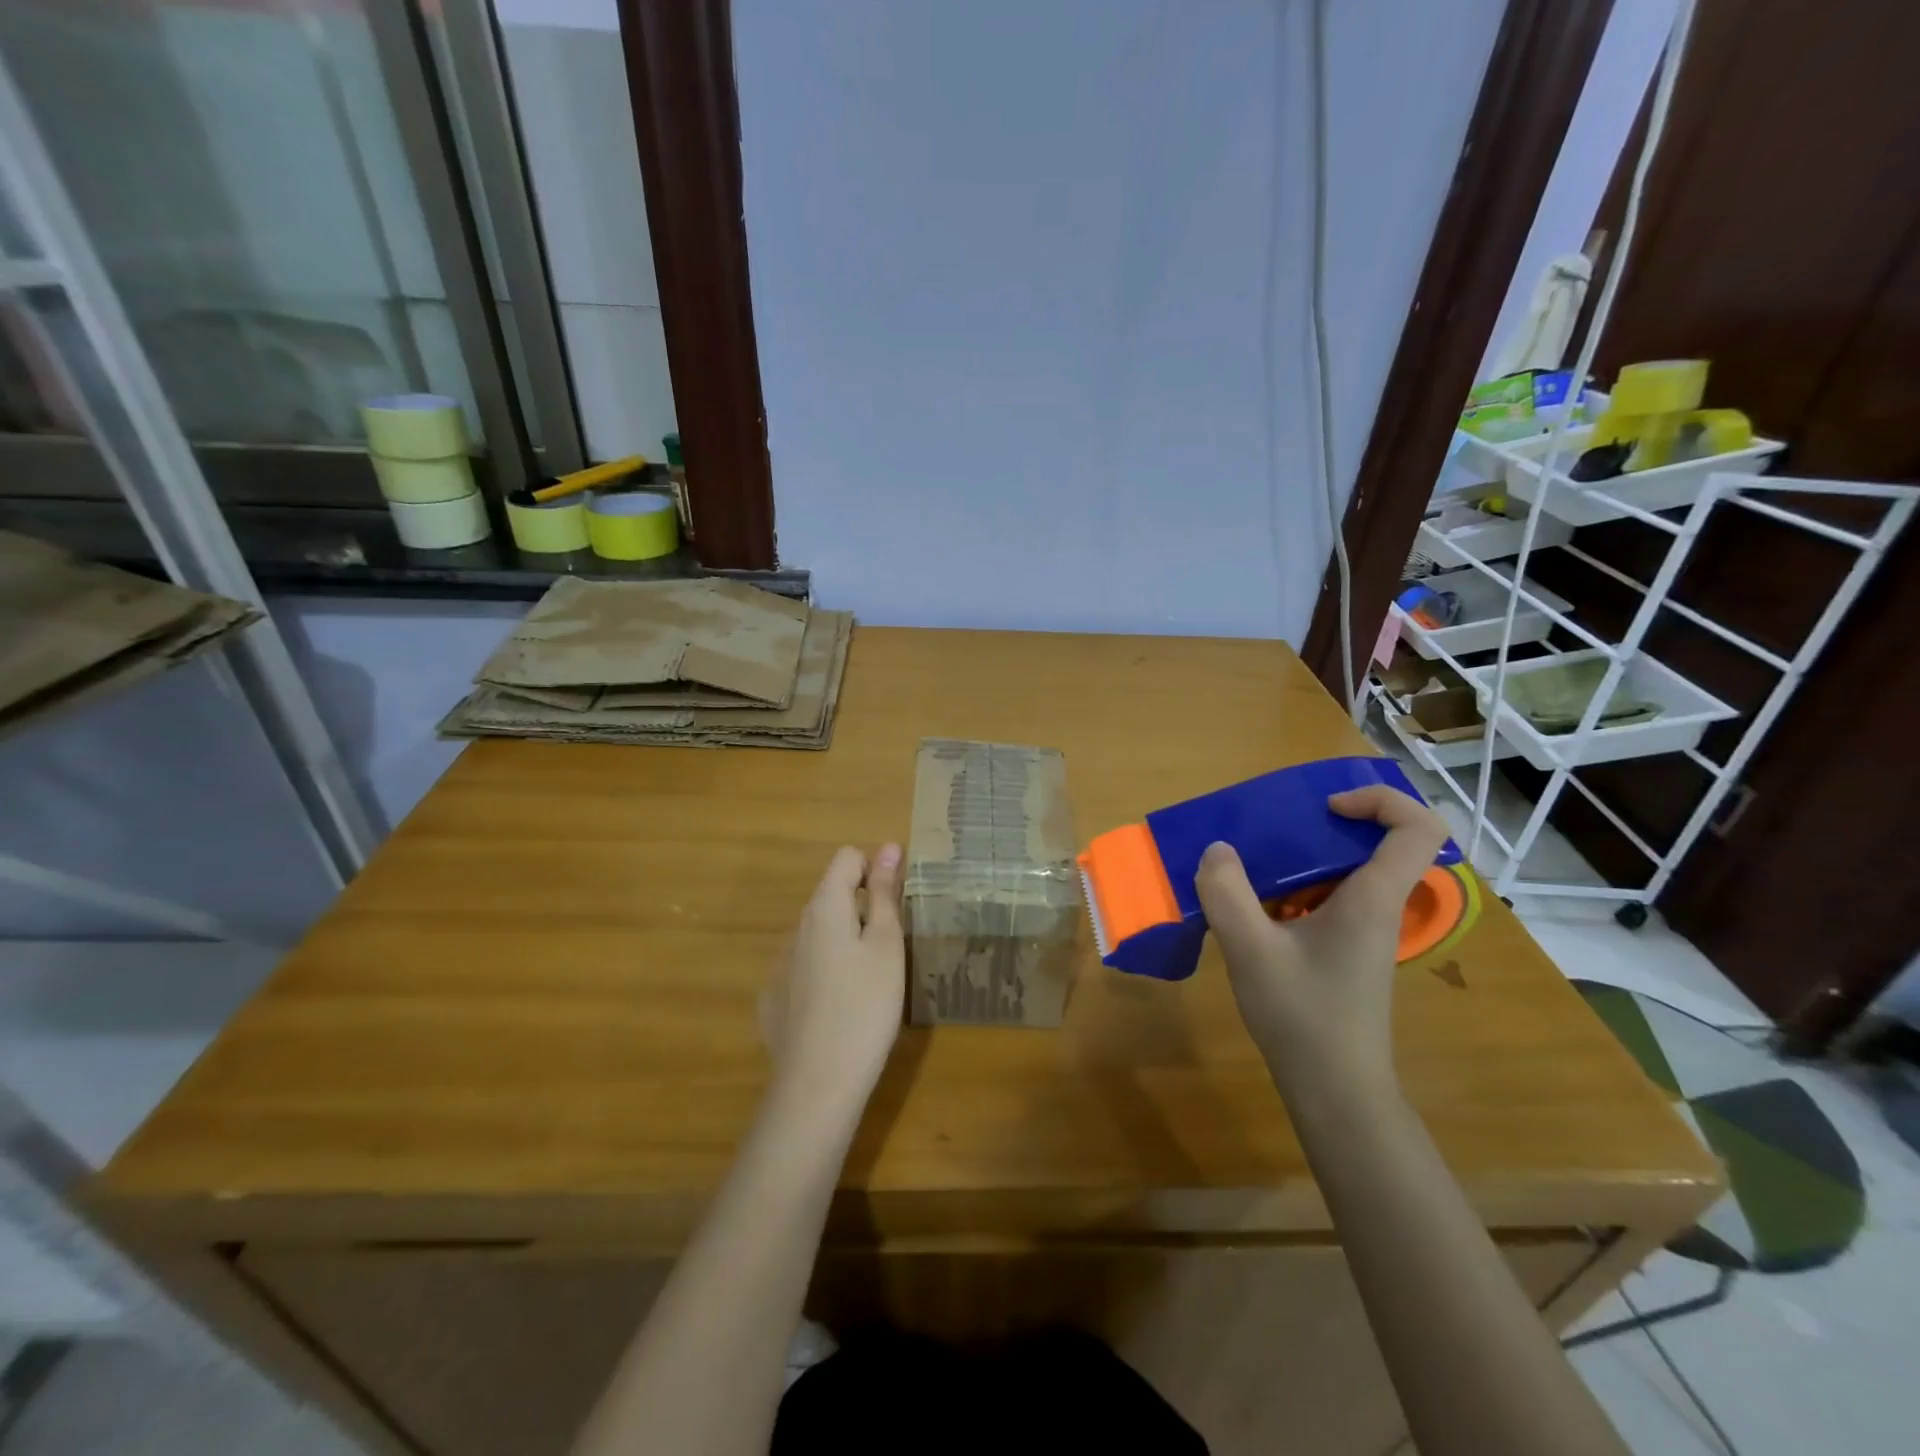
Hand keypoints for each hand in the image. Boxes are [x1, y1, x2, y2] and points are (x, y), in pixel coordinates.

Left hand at [760, 844, 905, 1118]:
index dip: (876, 869)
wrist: (818, 1083)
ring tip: (872, 982)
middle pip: (832, 896)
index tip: (898, 903)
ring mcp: (780, 964)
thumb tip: (888, 847)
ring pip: (820, 934)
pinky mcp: (774, 998)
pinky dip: (827, 972)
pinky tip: (842, 1009)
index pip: (847, 858)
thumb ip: (884, 895)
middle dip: (863, 908)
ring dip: (845, 941)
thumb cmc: (865, 1006)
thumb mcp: (886, 945)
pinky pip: (806, 967)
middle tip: (893, 948)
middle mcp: (796, 928)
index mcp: (824, 908)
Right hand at [1194, 786, 1449, 1092]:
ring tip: (1256, 861)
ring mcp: (1365, 932)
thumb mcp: (1251, 951)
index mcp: (1373, 899)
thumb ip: (1227, 894)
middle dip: (1328, 824)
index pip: (1419, 828)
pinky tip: (1256, 905)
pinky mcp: (1347, 950)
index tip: (1328, 807)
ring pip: (1351, 871)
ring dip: (1307, 857)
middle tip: (1278, 828)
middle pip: (1381, 843)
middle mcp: (1378, 908)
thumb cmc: (1303, 1016)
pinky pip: (1331, 898)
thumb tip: (1217, 850)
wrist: (1335, 1091)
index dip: (1382, 800)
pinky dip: (1297, 887)